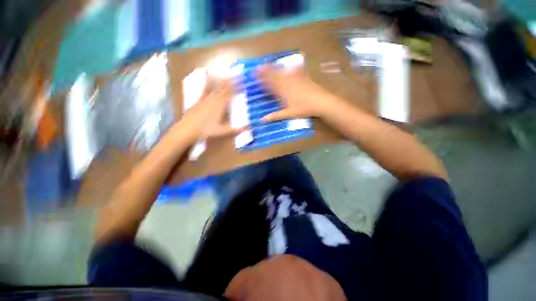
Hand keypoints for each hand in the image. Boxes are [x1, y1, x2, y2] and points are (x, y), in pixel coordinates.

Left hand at [177, 79, 241, 141]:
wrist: (187, 129)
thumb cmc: (206, 130)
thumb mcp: (223, 131)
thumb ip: (237, 129)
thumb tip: (250, 127)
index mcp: (220, 105)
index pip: (231, 93)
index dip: (238, 87)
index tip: (244, 82)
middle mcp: (213, 98)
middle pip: (224, 87)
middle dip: (232, 81)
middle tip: (239, 75)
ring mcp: (205, 97)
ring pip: (215, 86)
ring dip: (222, 79)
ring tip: (228, 73)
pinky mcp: (199, 99)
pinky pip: (205, 88)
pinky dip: (209, 81)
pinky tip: (209, 76)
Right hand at [257, 65, 338, 121]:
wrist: (321, 101)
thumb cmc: (304, 109)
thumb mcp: (289, 114)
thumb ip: (276, 116)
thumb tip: (263, 120)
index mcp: (283, 92)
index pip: (270, 84)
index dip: (262, 80)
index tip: (255, 77)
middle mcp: (287, 83)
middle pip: (274, 76)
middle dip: (265, 72)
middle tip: (257, 67)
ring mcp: (296, 78)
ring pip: (282, 72)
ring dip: (274, 68)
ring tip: (268, 63)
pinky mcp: (303, 77)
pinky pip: (296, 70)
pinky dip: (292, 68)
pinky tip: (291, 65)